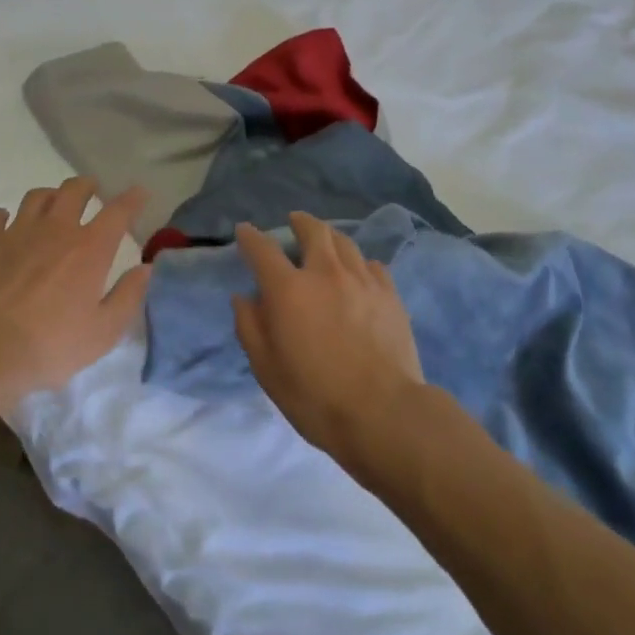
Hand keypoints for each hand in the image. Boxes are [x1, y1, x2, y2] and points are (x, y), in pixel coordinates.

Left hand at [0, 178, 151, 407]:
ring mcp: (18, 232)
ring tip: (53, 204)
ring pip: (37, 196)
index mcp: (90, 249)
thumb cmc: (51, 345)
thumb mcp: (104, 331)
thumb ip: (129, 296)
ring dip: (50, 196)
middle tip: (92, 191)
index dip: (132, 199)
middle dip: (87, 186)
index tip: (139, 192)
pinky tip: (6, 224)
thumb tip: (146, 269)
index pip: (118, 212)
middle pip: (74, 190)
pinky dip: (4, 216)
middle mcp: (56, 229)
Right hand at [233, 213, 424, 459]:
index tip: (245, 231)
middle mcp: (325, 273)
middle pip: (313, 231)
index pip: (263, 249)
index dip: (250, 237)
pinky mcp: (390, 295)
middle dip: (299, 222)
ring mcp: (362, 281)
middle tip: (294, 222)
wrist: (383, 413)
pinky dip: (358, 262)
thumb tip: (244, 297)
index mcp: (288, 290)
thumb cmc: (314, 395)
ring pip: (345, 242)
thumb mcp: (266, 368)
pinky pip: (371, 265)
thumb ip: (250, 326)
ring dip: (330, 237)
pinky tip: (358, 273)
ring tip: (326, 242)